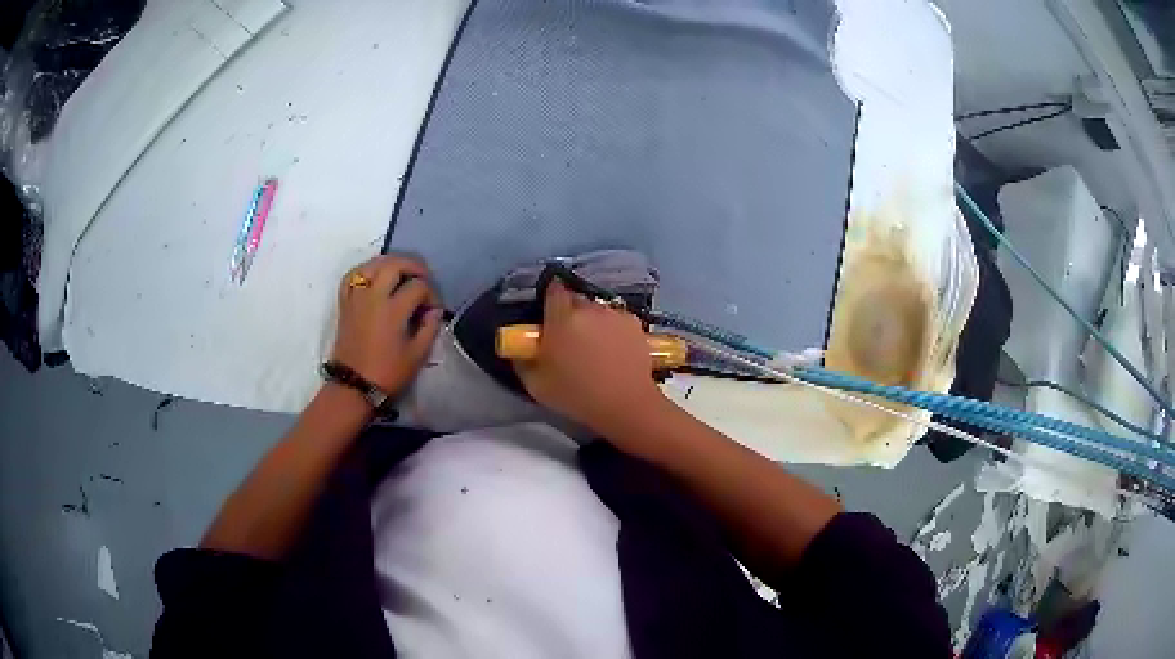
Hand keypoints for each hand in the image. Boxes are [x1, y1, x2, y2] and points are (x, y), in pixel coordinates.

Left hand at [331, 255, 442, 396]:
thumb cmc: (387, 373)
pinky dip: (364, 271)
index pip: (418, 287)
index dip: (431, 294)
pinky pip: (352, 276)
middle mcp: (373, 297)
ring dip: (389, 263)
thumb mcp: (417, 355)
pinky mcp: (345, 303)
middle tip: (422, 278)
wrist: (353, 386)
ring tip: (400, 273)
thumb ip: (429, 328)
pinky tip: (374, 277)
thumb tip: (434, 310)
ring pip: (372, 264)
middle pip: (394, 265)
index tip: (434, 308)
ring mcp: (356, 298)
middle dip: (413, 266)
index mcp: (393, 310)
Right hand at [516, 281, 666, 436]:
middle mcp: (589, 308)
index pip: (553, 290)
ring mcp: (615, 314)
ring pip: (597, 310)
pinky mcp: (635, 324)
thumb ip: (522, 360)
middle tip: (568, 337)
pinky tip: (613, 351)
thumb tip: (521, 348)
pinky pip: (616, 320)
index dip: (549, 299)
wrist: (625, 404)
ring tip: (594, 347)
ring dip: (593, 321)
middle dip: (570, 313)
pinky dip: (612, 329)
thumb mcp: (535, 384)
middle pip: (576, 299)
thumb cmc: (576, 395)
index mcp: (562, 317)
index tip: (548, 316)